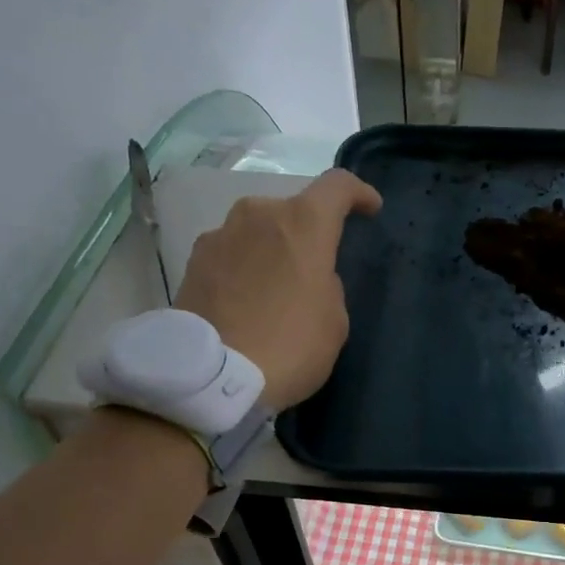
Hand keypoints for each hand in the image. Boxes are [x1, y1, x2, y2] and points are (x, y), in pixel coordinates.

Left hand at [174, 169, 382, 409]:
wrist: (213, 378)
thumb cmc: (291, 346)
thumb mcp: (334, 321)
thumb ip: (327, 285)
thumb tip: (309, 276)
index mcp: (303, 224)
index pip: (338, 186)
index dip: (358, 194)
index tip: (370, 209)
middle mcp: (258, 215)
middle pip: (292, 209)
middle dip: (308, 232)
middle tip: (316, 268)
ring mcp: (220, 235)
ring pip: (257, 230)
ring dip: (272, 249)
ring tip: (277, 289)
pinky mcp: (193, 262)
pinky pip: (232, 253)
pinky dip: (245, 268)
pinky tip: (247, 302)